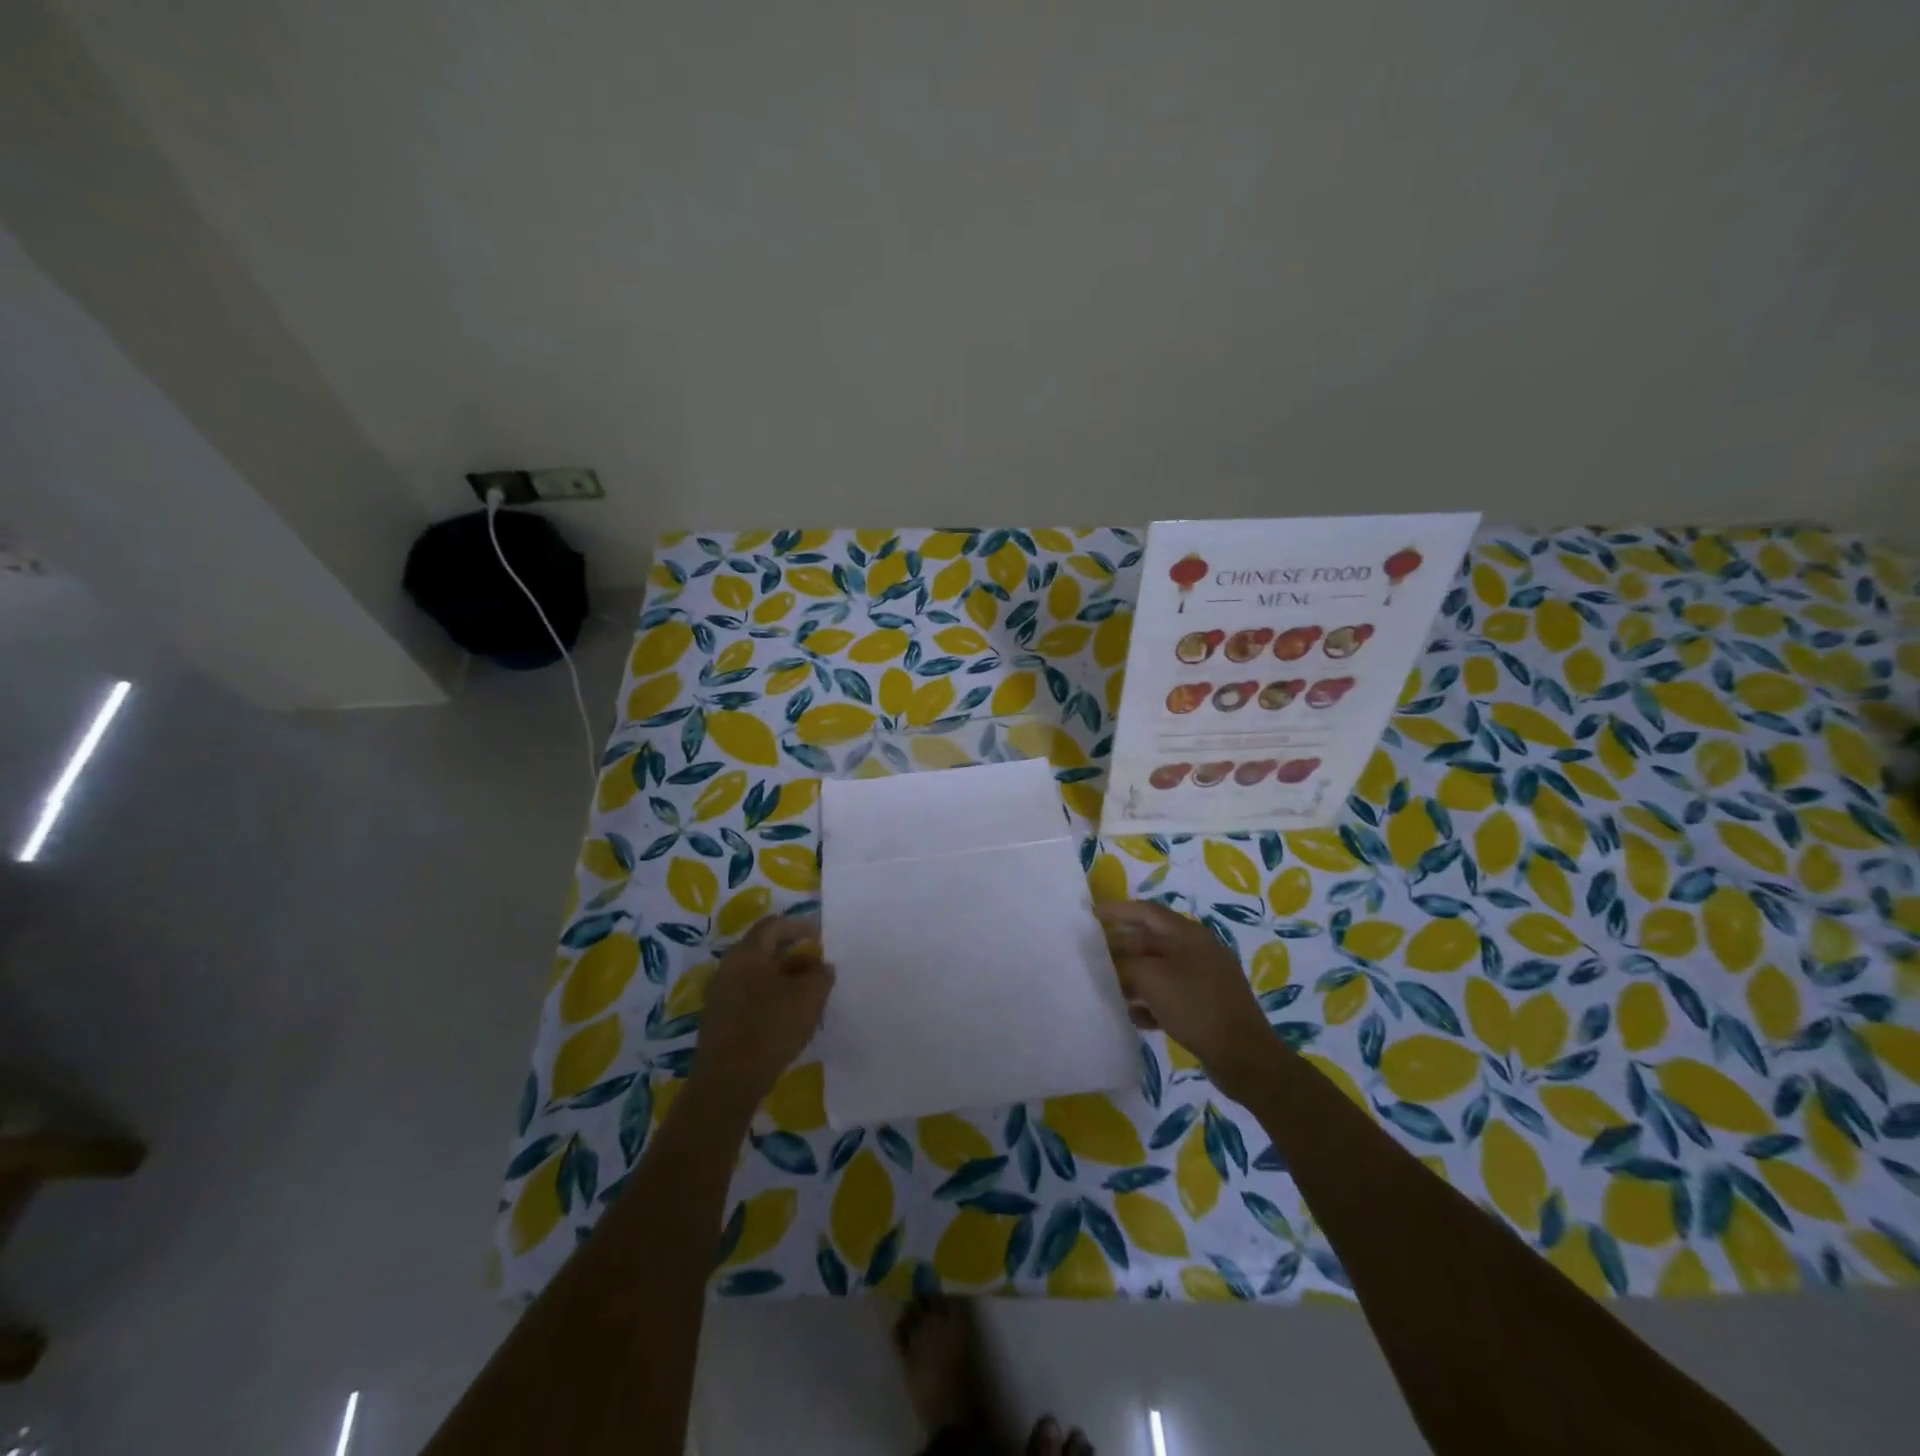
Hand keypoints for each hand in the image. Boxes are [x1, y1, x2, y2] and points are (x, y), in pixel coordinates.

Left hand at [691, 914, 833, 1105]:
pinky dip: (769, 998)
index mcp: (748, 953)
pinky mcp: (719, 1020)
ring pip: (757, 975)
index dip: (799, 925)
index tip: (819, 936)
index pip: (774, 925)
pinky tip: (786, 1017)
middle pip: (763, 950)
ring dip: (782, 979)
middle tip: (817, 967)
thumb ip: (821, 974)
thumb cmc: (771, 1027)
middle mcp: (729, 967)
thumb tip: (822, 966)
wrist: (727, 1081)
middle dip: (793, 955)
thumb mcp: (810, 996)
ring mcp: (720, 995)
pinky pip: (748, 997)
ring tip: (807, 994)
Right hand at [1095, 900, 1277, 1098]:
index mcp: (1188, 934)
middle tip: (1094, 955)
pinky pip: (1172, 994)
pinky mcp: (1207, 1004)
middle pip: (1152, 940)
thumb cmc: (1195, 1007)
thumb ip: (1126, 964)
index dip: (1118, 911)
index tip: (1092, 913)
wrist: (1244, 1056)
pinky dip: (1151, 1000)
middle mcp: (1198, 949)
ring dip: (1134, 976)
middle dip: (1122, 947)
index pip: (1146, 912)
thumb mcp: (1152, 979)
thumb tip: (1112, 961)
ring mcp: (1205, 977)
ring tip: (1107, 987)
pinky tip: (1133, 1015)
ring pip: (1161, 969)